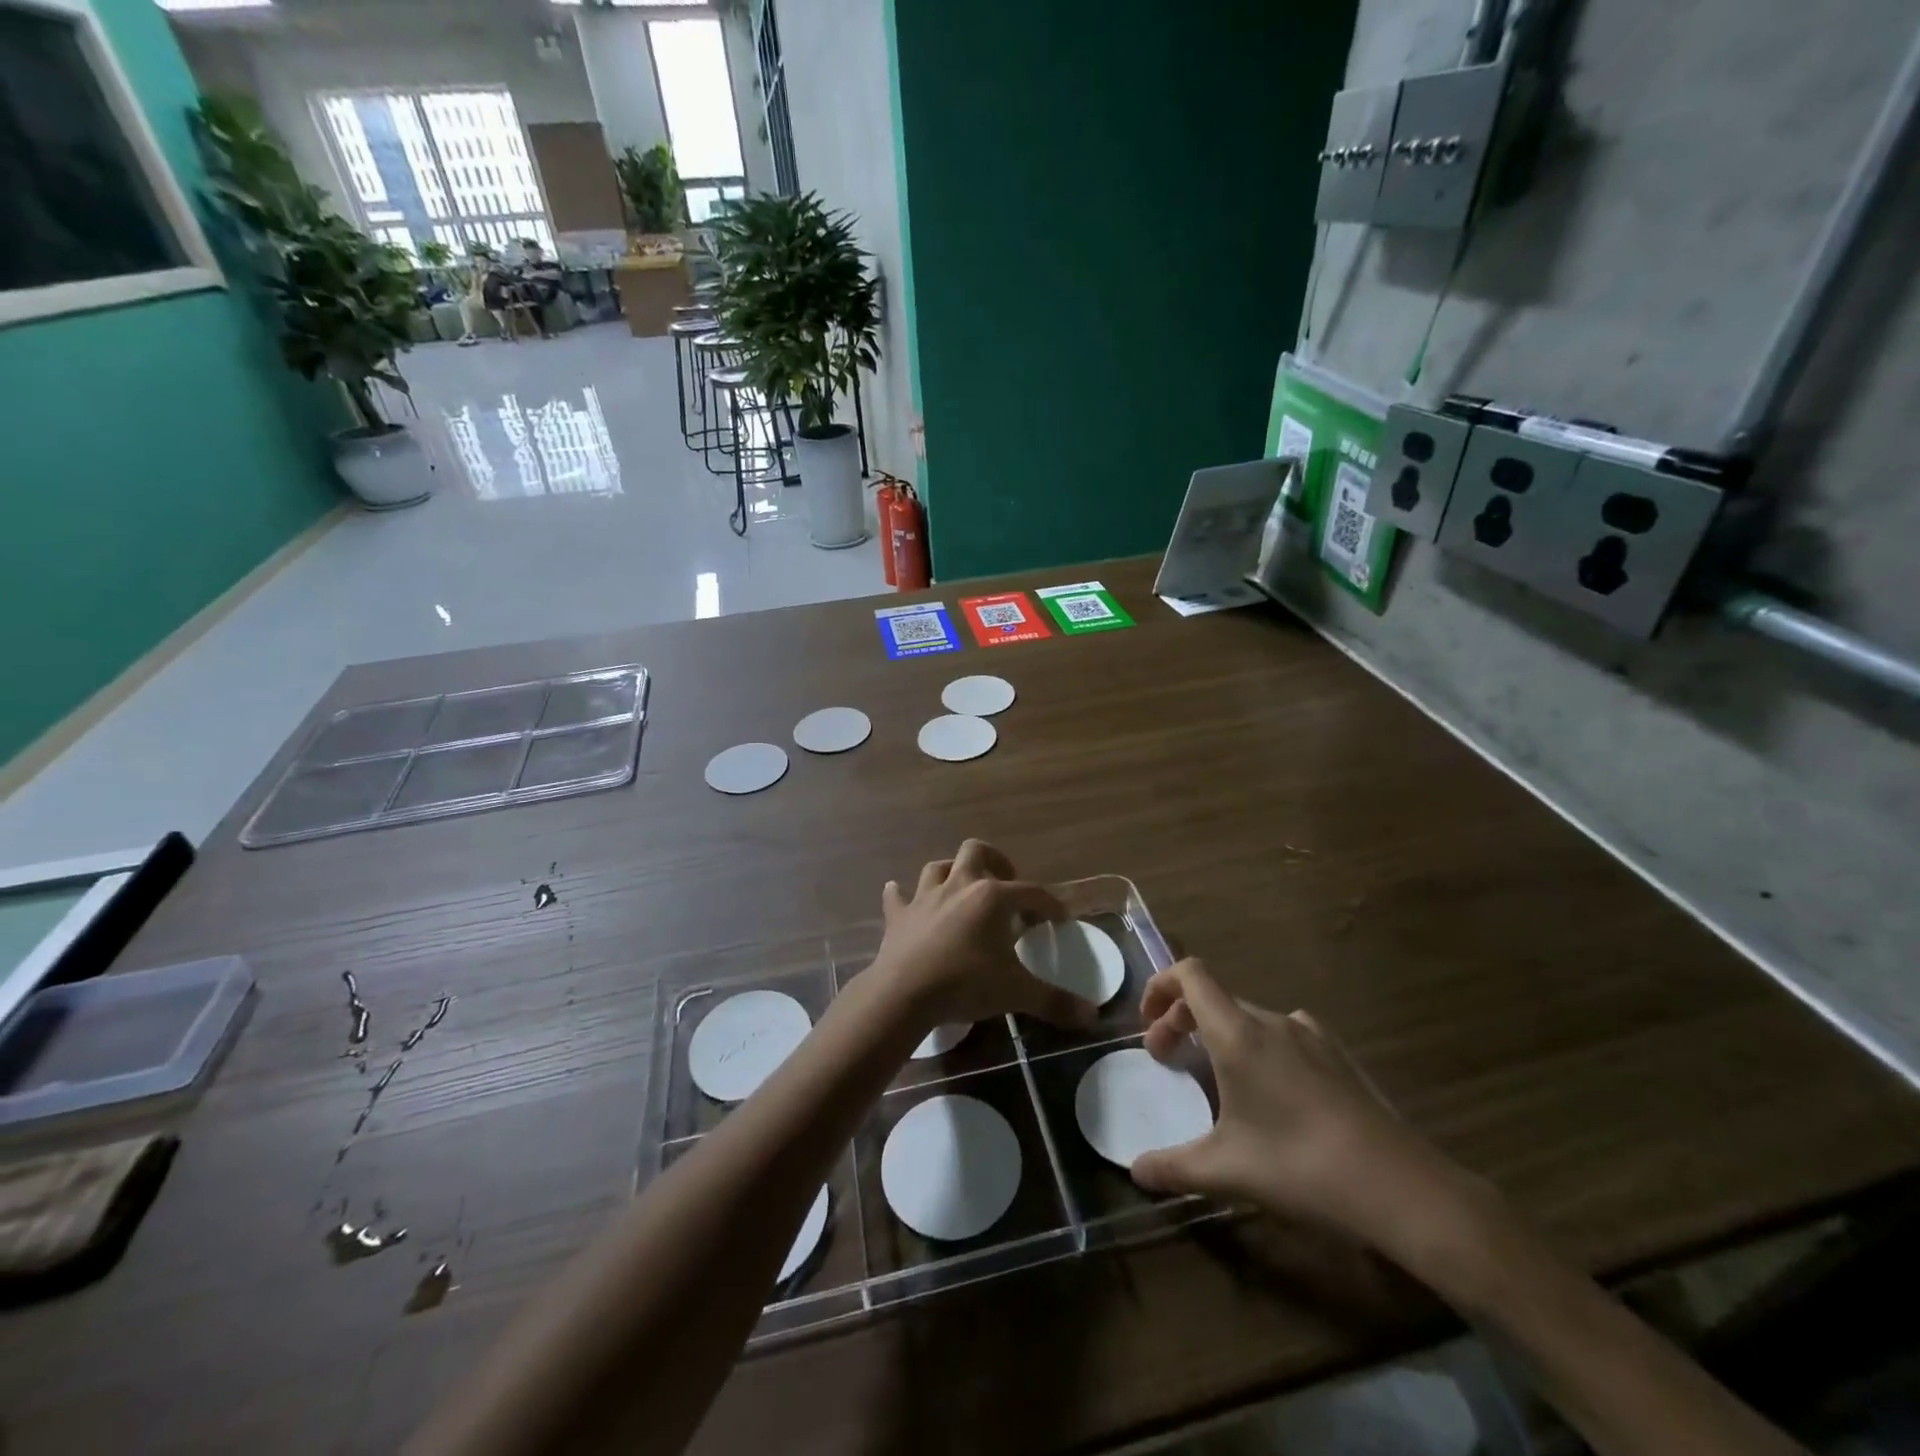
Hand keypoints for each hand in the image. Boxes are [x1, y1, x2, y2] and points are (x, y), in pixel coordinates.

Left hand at [874, 841, 1097, 1031]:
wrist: (904, 993)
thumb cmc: (966, 984)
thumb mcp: (1016, 993)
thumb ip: (1055, 1001)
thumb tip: (1093, 1016)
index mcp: (992, 897)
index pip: (1031, 892)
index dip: (1049, 903)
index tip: (1059, 918)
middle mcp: (959, 885)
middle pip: (977, 851)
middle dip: (994, 861)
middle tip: (1006, 885)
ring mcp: (925, 897)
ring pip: (938, 867)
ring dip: (951, 872)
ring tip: (962, 888)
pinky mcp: (899, 916)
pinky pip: (898, 897)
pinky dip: (902, 895)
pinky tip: (900, 894)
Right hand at [1131, 958, 1472, 1255]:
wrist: (1400, 1186)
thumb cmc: (1300, 1166)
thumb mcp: (1227, 1170)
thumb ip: (1173, 1167)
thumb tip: (1135, 1172)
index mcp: (1237, 1033)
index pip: (1190, 974)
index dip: (1160, 985)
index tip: (1147, 1023)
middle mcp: (1271, 1021)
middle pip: (1214, 998)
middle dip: (1182, 1020)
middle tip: (1170, 1060)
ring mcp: (1311, 1035)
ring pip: (1249, 1017)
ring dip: (1221, 1034)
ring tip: (1218, 1077)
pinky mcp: (1339, 1055)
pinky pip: (1285, 1034)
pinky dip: (1260, 1046)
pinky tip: (1273, 1090)